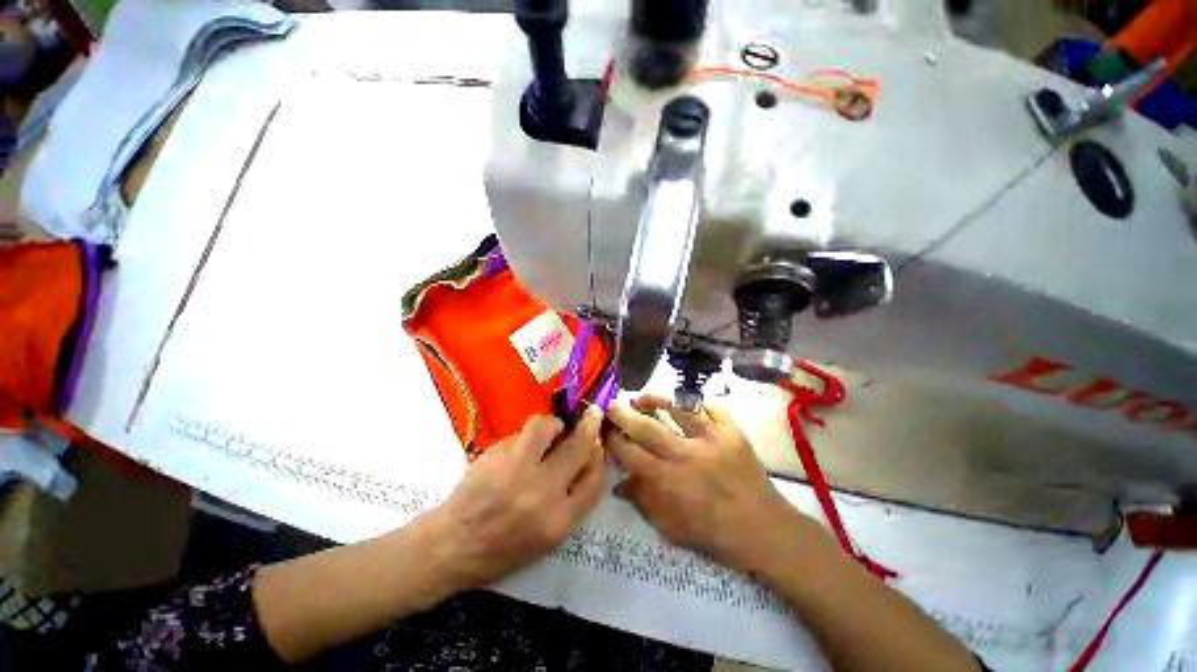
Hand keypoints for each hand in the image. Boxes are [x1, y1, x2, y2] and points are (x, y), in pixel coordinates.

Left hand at [424, 408, 607, 591]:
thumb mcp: (548, 538)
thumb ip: (573, 500)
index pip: (596, 479)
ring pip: (547, 426)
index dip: (600, 456)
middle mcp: (542, 491)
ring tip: (551, 432)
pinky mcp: (495, 454)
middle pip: (579, 446)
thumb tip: (588, 460)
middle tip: (592, 414)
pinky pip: (521, 433)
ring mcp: (516, 468)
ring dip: (554, 424)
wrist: (451, 547)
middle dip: (589, 426)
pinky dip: (528, 436)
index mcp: (559, 520)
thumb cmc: (502, 551)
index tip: (599, 444)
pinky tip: (520, 448)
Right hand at [606, 396, 803, 573]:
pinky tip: (687, 404)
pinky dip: (698, 403)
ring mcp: (712, 438)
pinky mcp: (732, 432)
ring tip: (642, 397)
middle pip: (647, 427)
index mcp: (668, 480)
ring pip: (677, 409)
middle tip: (613, 404)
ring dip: (656, 400)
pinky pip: (712, 408)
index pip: (630, 453)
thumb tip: (618, 484)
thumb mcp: (671, 528)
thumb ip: (643, 502)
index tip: (606, 432)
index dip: (614, 440)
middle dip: (624, 414)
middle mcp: (685, 453)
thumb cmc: (714, 534)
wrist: (765, 531)